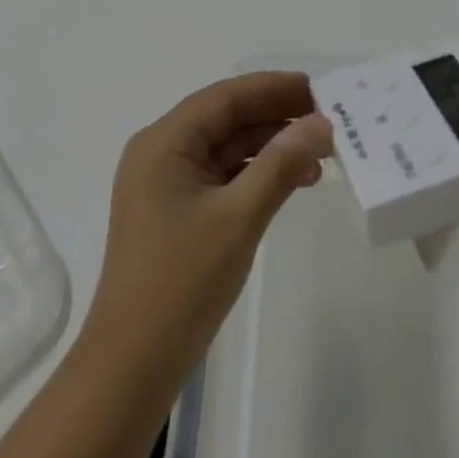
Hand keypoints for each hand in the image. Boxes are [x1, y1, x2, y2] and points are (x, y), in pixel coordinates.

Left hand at [78, 71, 332, 384]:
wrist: (131, 369)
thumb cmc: (181, 284)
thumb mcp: (239, 217)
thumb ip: (281, 164)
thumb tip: (321, 123)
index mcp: (164, 141)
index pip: (225, 97)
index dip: (273, 88)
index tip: (318, 88)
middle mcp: (161, 152)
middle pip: (226, 119)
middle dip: (276, 117)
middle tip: (327, 119)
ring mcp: (166, 184)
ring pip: (226, 148)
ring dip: (270, 148)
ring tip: (320, 156)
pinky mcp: (175, 213)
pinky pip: (221, 177)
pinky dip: (256, 175)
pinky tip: (292, 183)